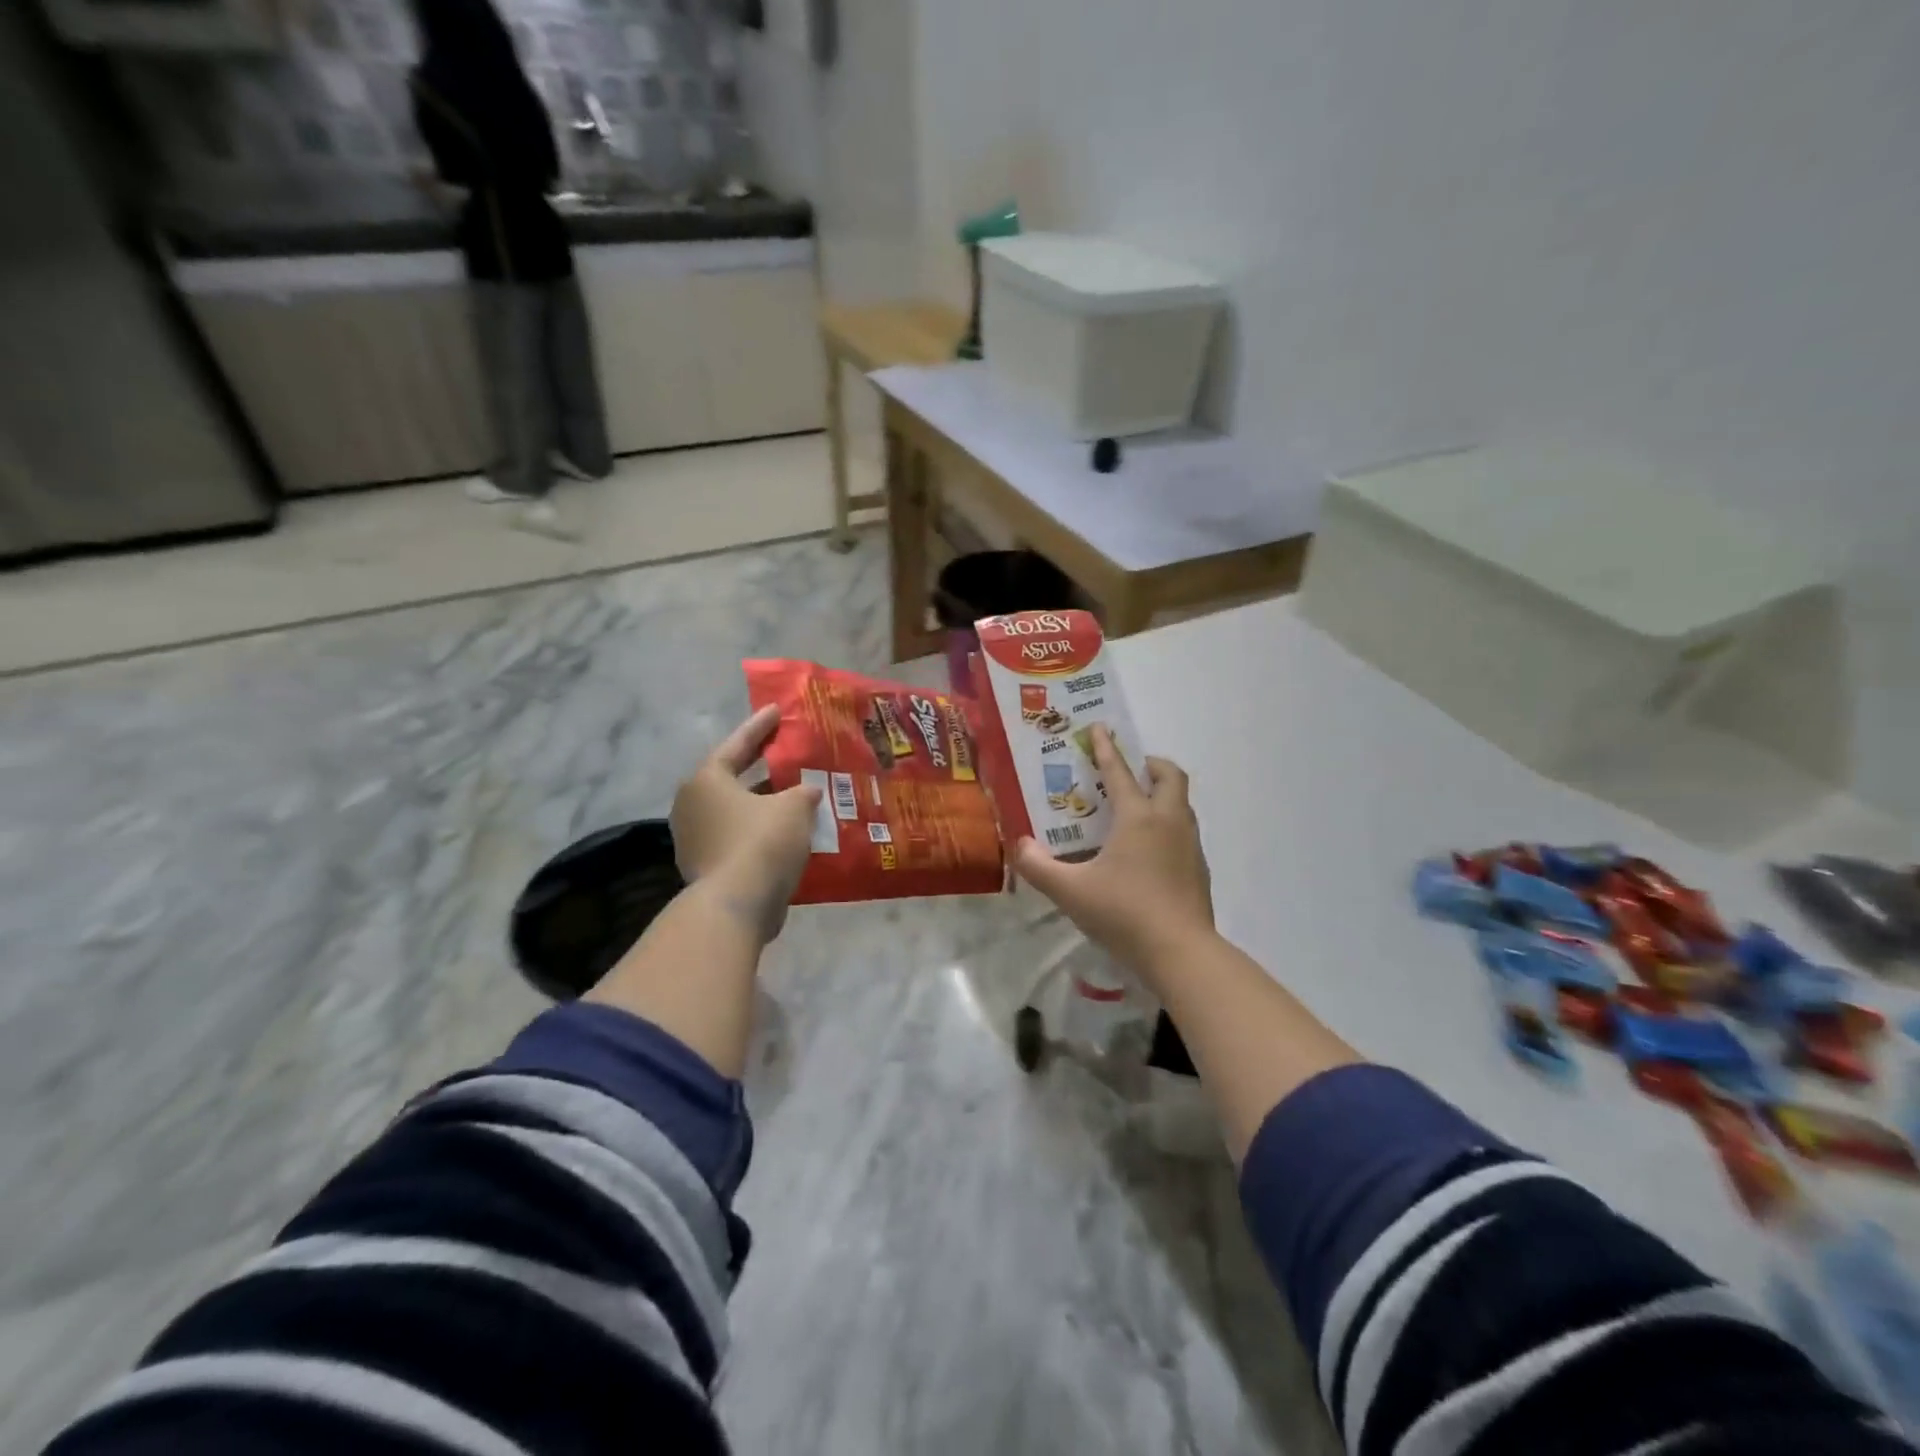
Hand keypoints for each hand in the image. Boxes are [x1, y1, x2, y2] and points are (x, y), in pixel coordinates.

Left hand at [671, 705, 820, 941]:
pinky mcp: (706, 866)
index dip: (760, 727)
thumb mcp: (794, 808)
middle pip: (732, 778)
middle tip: (784, 751)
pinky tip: (787, 831)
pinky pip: (738, 836)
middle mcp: (693, 804)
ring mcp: (695, 838)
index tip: (776, 711)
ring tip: (794, 794)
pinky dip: (760, 830)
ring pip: (736, 810)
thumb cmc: (762, 842)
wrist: (736, 905)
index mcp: (707, 780)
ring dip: (763, 803)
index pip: (737, 744)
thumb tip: (807, 792)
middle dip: (761, 767)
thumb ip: (803, 792)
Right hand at [1011, 726, 1214, 979]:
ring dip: (1163, 795)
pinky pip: (1185, 832)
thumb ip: (1038, 866)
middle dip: (1152, 765)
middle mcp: (1168, 821)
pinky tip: (1149, 852)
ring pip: (1182, 804)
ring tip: (1137, 809)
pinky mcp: (1199, 869)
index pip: (1119, 772)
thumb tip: (1020, 845)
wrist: (1181, 952)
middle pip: (1170, 776)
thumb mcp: (1070, 891)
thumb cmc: (1123, 912)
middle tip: (1131, 770)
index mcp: (1137, 817)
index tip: (1100, 728)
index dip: (1106, 749)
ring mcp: (1190, 845)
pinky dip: (1168, 825)